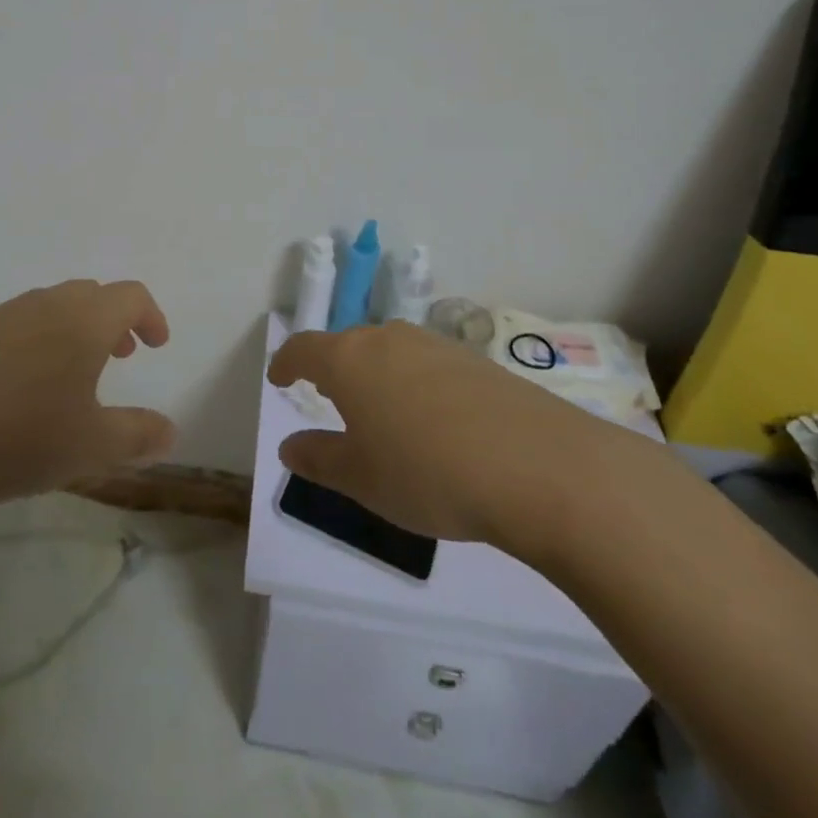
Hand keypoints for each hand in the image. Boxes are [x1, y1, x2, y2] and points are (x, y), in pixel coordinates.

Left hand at [0, 280, 174, 510]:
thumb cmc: (20, 436)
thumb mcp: (91, 446)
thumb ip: (137, 435)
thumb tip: (169, 431)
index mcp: (84, 319)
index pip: (130, 295)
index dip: (150, 316)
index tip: (156, 346)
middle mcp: (46, 304)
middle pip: (91, 294)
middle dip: (113, 320)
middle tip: (119, 357)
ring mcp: (3, 316)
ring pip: (52, 306)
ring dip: (75, 329)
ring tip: (73, 375)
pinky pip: (19, 323)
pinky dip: (39, 340)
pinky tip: (24, 387)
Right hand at [268, 322, 635, 566]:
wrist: (538, 466)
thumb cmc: (428, 473)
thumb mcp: (362, 478)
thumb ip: (319, 459)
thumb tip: (289, 446)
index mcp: (349, 360)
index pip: (303, 348)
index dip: (286, 363)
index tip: (279, 379)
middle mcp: (387, 338)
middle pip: (347, 345)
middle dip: (333, 369)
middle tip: (330, 400)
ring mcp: (434, 345)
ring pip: (389, 352)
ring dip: (376, 376)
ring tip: (382, 413)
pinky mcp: (475, 360)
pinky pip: (427, 364)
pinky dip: (415, 384)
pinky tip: (434, 421)